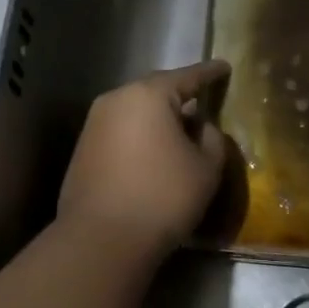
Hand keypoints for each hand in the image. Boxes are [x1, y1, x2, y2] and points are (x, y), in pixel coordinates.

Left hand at [58, 60, 231, 260]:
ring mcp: (94, 124)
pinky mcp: (84, 150)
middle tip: (203, 100)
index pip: (188, 76)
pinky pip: (122, 131)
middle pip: (156, 90)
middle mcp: (116, 100)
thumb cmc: (163, 197)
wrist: (101, 240)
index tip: (224, 66)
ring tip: (181, 130)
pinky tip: (155, 153)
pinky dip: (141, 136)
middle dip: (181, 95)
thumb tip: (201, 127)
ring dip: (159, 118)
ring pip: (136, 111)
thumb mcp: (206, 168)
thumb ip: (212, 138)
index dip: (210, 72)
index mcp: (149, 95)